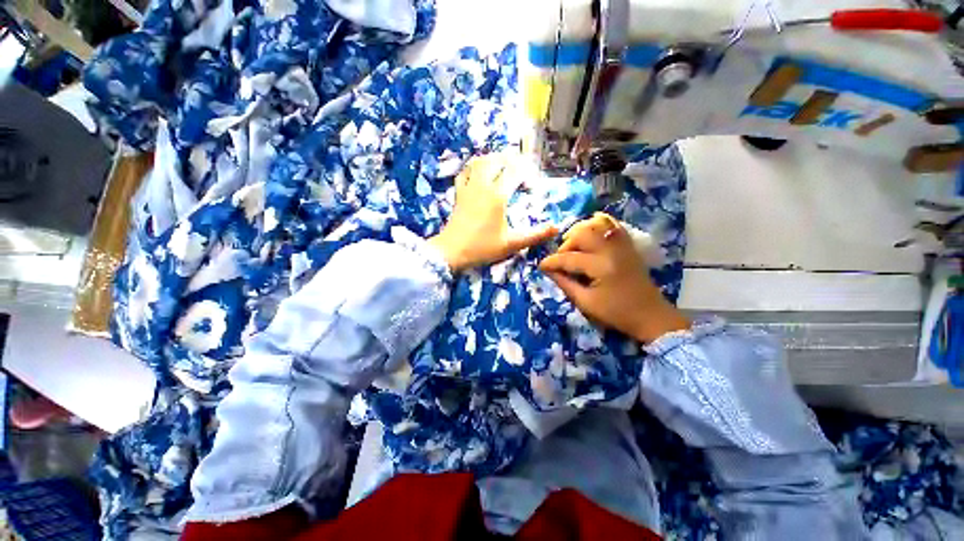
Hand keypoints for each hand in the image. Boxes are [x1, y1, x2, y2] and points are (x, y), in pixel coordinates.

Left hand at [429, 153, 556, 272]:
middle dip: (512, 160)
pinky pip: (465, 171)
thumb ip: (535, 235)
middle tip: (521, 170)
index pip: (515, 171)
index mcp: (498, 196)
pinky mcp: (459, 193)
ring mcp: (468, 187)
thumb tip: (557, 228)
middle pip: (497, 160)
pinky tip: (479, 171)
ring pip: (480, 161)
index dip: (526, 173)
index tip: (531, 186)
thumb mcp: (512, 244)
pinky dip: (474, 166)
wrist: (452, 252)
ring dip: (493, 159)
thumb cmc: (483, 248)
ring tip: (503, 165)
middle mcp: (483, 186)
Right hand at [538, 213, 689, 342]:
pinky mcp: (628, 245)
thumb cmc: (616, 313)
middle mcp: (611, 250)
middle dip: (566, 245)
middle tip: (561, 259)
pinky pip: (613, 225)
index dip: (551, 262)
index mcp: (601, 267)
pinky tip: (591, 233)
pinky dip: (599, 224)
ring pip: (596, 224)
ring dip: (580, 232)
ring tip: (574, 246)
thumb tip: (549, 272)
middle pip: (582, 233)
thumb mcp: (586, 303)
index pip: (569, 258)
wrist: (650, 315)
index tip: (541, 266)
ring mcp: (622, 245)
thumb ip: (565, 284)